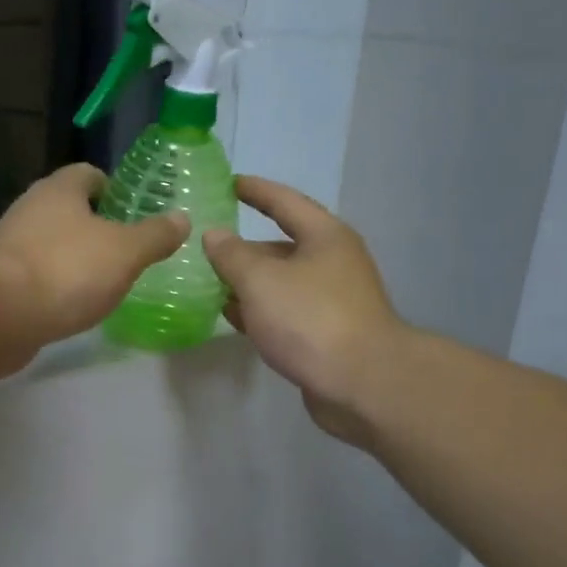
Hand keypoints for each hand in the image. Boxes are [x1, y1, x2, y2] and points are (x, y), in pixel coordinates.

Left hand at [0, 162, 188, 367]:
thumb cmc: (67, 270)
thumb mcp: (125, 252)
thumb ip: (155, 235)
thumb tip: (181, 218)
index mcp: (59, 190)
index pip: (88, 174)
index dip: (113, 188)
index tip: (133, 212)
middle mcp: (30, 209)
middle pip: (68, 209)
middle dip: (95, 226)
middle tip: (126, 250)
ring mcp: (10, 246)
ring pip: (51, 243)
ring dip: (74, 258)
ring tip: (104, 281)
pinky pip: (36, 276)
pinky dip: (55, 286)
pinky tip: (72, 305)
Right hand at [203, 176, 406, 440]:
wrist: (361, 383)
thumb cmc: (311, 319)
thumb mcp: (261, 281)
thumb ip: (232, 255)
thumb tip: (214, 235)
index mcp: (325, 237)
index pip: (285, 202)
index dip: (256, 191)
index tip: (229, 183)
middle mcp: (332, 263)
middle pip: (282, 246)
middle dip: (244, 248)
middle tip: (205, 247)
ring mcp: (331, 301)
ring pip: (281, 284)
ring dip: (247, 283)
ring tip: (208, 283)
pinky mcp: (325, 334)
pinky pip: (284, 313)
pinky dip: (258, 311)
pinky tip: (231, 317)